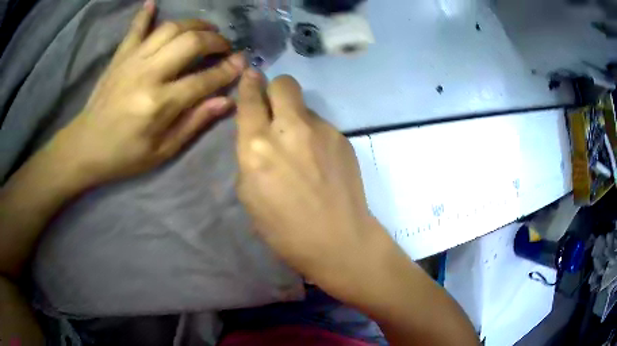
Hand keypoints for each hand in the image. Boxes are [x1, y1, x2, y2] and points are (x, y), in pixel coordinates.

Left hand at [48, 0, 244, 185]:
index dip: (228, 70)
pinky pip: (135, 28)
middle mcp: (148, 74)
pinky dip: (145, 14)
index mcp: (159, 104)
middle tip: (224, 46)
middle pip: (190, 42)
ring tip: (205, 30)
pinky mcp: (120, 57)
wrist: (85, 147)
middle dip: (215, 40)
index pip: (204, 79)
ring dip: (193, 24)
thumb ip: (194, 123)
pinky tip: (153, 3)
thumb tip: (226, 101)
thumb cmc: (124, 155)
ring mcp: (132, 61)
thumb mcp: (162, 151)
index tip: (243, 62)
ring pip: (170, 28)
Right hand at [236, 71, 391, 298]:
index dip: (249, 84)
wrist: (338, 240)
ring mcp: (321, 131)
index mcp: (257, 147)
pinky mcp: (343, 138)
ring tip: (302, 150)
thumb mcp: (249, 195)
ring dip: (297, 119)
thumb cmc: (284, 229)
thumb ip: (250, 157)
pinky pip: (322, 126)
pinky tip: (320, 161)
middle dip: (275, 89)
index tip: (251, 74)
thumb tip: (260, 137)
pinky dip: (315, 135)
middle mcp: (289, 130)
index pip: (251, 100)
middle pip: (284, 84)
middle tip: (275, 108)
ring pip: (304, 107)